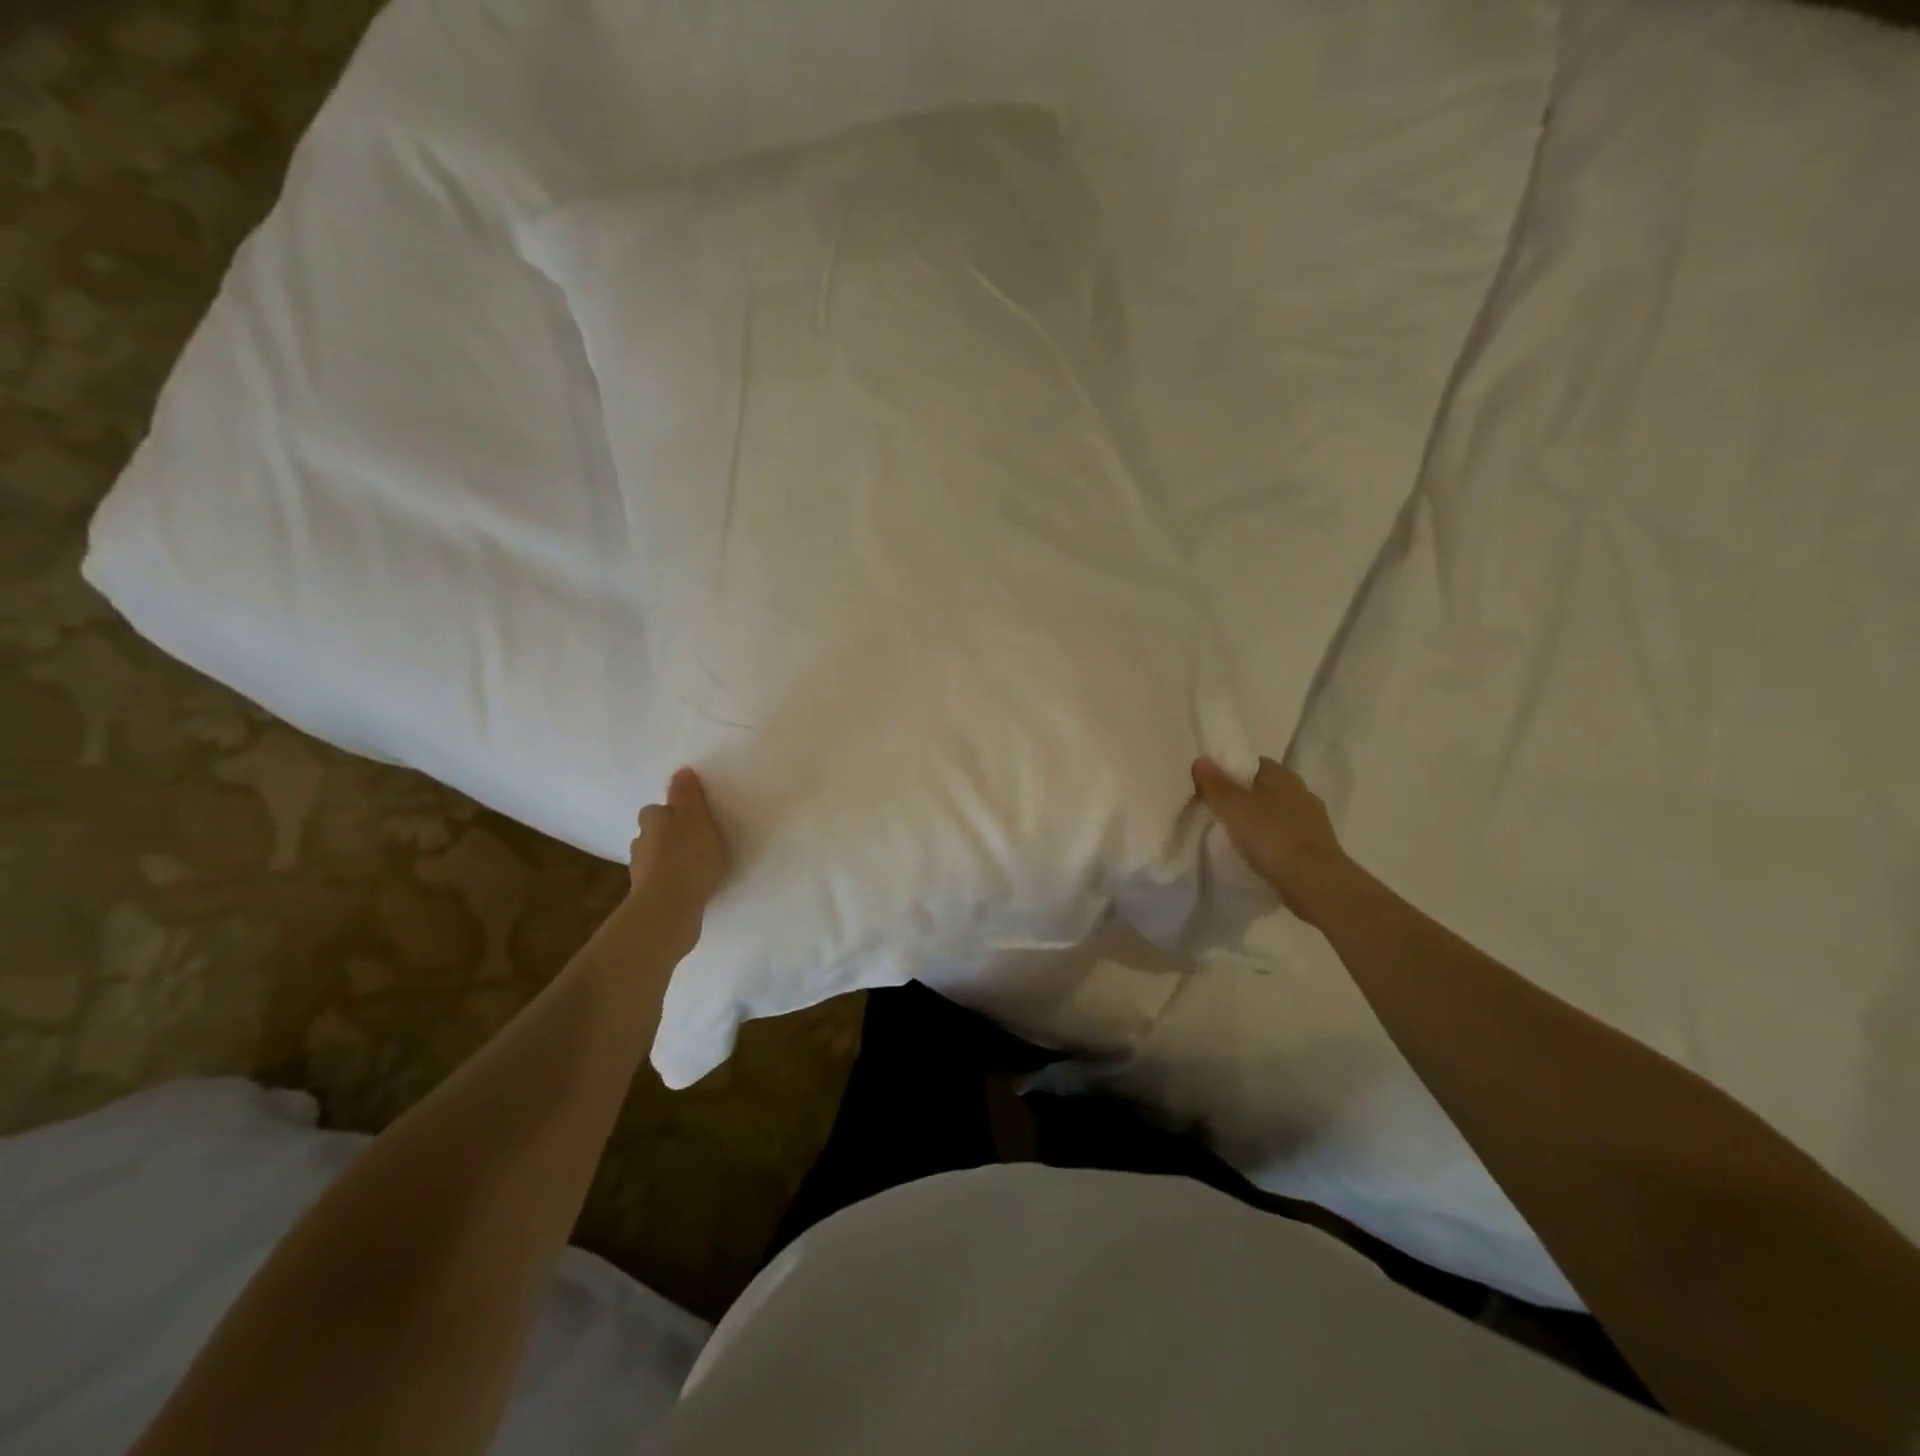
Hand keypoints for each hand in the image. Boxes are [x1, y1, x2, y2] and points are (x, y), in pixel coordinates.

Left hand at [625, 768, 731, 945]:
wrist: (669, 907)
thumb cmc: (688, 855)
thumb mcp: (696, 818)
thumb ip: (689, 795)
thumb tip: (681, 771)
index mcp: (652, 820)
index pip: (656, 810)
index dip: (672, 812)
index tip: (690, 819)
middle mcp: (640, 842)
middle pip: (653, 834)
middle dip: (668, 836)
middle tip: (694, 842)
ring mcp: (640, 872)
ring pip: (654, 858)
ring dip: (668, 860)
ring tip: (693, 867)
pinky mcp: (647, 897)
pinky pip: (660, 882)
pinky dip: (671, 882)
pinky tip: (688, 888)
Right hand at [1192, 756, 1351, 925]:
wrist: (1314, 881)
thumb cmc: (1270, 835)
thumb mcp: (1232, 807)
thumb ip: (1215, 785)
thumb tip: (1201, 760)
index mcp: (1283, 775)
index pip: (1253, 763)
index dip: (1231, 771)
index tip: (1212, 787)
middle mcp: (1301, 792)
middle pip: (1265, 788)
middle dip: (1245, 797)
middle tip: (1219, 811)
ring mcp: (1312, 821)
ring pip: (1277, 813)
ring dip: (1260, 820)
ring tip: (1236, 835)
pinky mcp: (1316, 847)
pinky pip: (1286, 836)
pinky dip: (1271, 840)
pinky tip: (1257, 853)